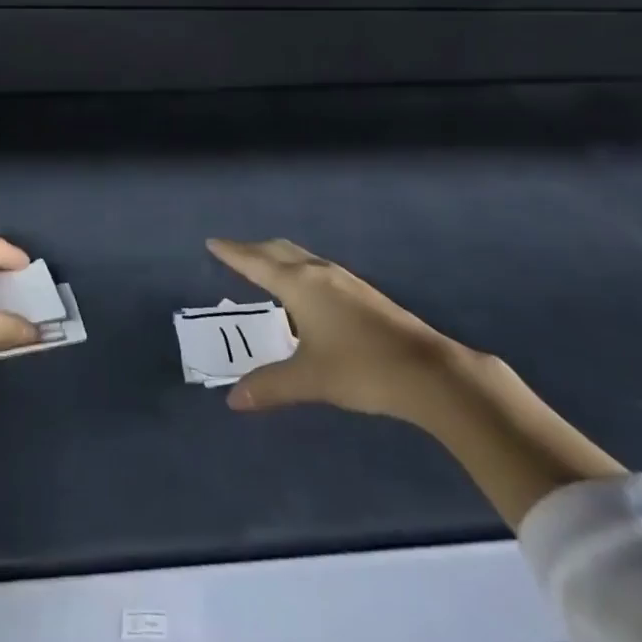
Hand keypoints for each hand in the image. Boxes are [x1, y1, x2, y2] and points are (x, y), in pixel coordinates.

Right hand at [206, 238, 477, 424]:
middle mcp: (318, 272)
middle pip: (278, 251)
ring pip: (300, 257)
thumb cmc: (361, 368)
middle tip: (233, 253)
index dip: (233, 253)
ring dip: (277, 258)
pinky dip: (297, 269)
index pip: (255, 262)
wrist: (428, 370)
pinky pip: (316, 268)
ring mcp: (343, 279)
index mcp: (299, 284)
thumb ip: (270, 386)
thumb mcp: (310, 379)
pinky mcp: (361, 292)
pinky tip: (304, 292)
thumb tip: (234, 399)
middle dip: (253, 249)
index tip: (213, 242)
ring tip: (263, 268)